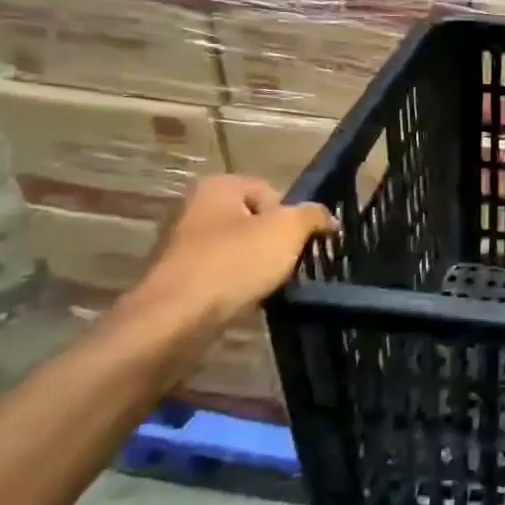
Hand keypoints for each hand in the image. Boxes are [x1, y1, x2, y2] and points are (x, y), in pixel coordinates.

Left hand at [137, 176, 338, 322]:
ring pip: (238, 250)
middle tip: (289, 263)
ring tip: (269, 284)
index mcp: (217, 186)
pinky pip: (220, 274)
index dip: (293, 216)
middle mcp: (194, 208)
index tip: (303, 241)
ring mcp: (181, 244)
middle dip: (274, 242)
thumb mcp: (288, 230)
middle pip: (254, 221)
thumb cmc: (235, 262)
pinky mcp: (177, 278)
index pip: (272, 192)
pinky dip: (236, 285)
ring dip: (257, 265)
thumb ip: (313, 215)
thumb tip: (327, 217)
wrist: (177, 318)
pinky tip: (246, 299)